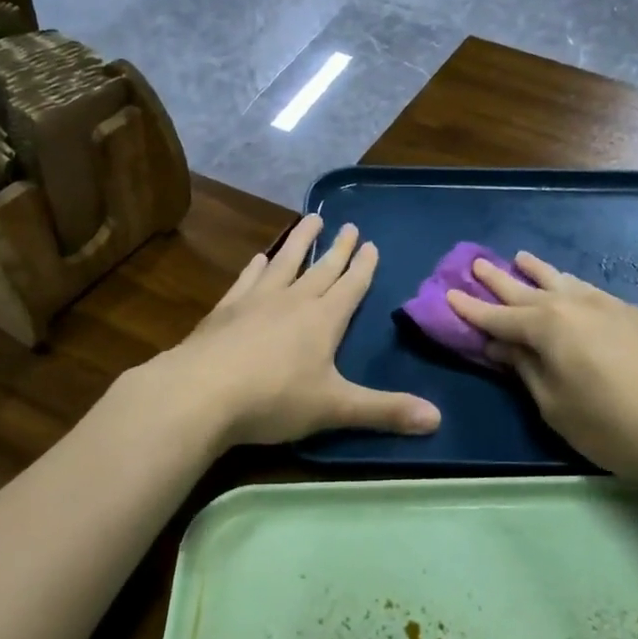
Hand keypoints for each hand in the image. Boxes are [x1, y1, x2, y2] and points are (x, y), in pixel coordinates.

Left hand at [159, 214, 440, 447]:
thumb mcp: (335, 408)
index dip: (363, 266)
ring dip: (300, 241)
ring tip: (311, 218)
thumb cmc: (274, 399)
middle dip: (338, 248)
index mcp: (324, 320)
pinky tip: (258, 258)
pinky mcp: (225, 310)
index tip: (372, 243)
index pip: (351, 286)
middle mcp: (293, 301)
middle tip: (349, 225)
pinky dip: (256, 268)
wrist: (199, 393)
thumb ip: (385, 411)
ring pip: (285, 262)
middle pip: (321, 268)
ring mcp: (256, 301)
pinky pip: (247, 280)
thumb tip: (438, 419)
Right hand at [446, 252, 637, 483]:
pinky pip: (588, 290)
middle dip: (498, 279)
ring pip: (562, 281)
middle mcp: (573, 304)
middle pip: (526, 289)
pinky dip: (570, 285)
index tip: (448, 294)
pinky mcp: (633, 314)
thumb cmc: (610, 425)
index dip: (471, 309)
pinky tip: (570, 286)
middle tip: (476, 262)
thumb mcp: (554, 404)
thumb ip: (525, 368)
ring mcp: (606, 305)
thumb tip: (500, 345)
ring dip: (537, 271)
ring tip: (521, 258)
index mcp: (547, 326)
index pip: (498, 317)